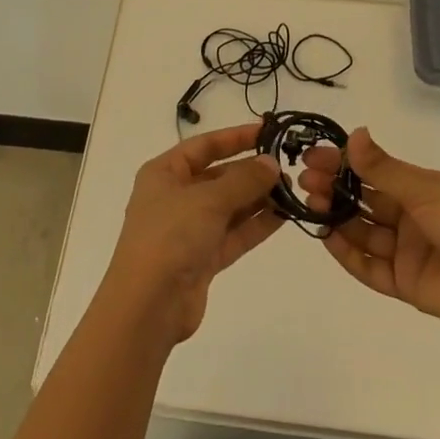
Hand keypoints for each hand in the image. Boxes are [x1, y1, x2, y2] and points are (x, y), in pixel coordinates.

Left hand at [101, 122, 284, 343]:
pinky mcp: (203, 258)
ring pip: (229, 206)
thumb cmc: (170, 236)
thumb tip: (271, 163)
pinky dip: (255, 225)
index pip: (204, 146)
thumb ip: (243, 180)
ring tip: (292, 190)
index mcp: (164, 173)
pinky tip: (283, 216)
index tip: (268, 132)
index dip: (235, 137)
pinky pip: (233, 234)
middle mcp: (175, 197)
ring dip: (257, 198)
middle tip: (287, 167)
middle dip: (251, 172)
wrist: (148, 306)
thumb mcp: (208, 200)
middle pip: (218, 176)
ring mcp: (189, 229)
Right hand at [300, 128, 439, 337]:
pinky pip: (368, 267)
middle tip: (306, 182)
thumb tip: (353, 133)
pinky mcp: (403, 283)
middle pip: (362, 200)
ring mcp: (404, 250)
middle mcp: (407, 216)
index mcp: (417, 188)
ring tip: (311, 205)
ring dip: (335, 217)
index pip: (370, 171)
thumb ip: (383, 168)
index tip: (312, 156)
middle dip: (333, 189)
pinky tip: (326, 237)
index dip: (342, 162)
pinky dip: (346, 253)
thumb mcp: (424, 189)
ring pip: (361, 231)